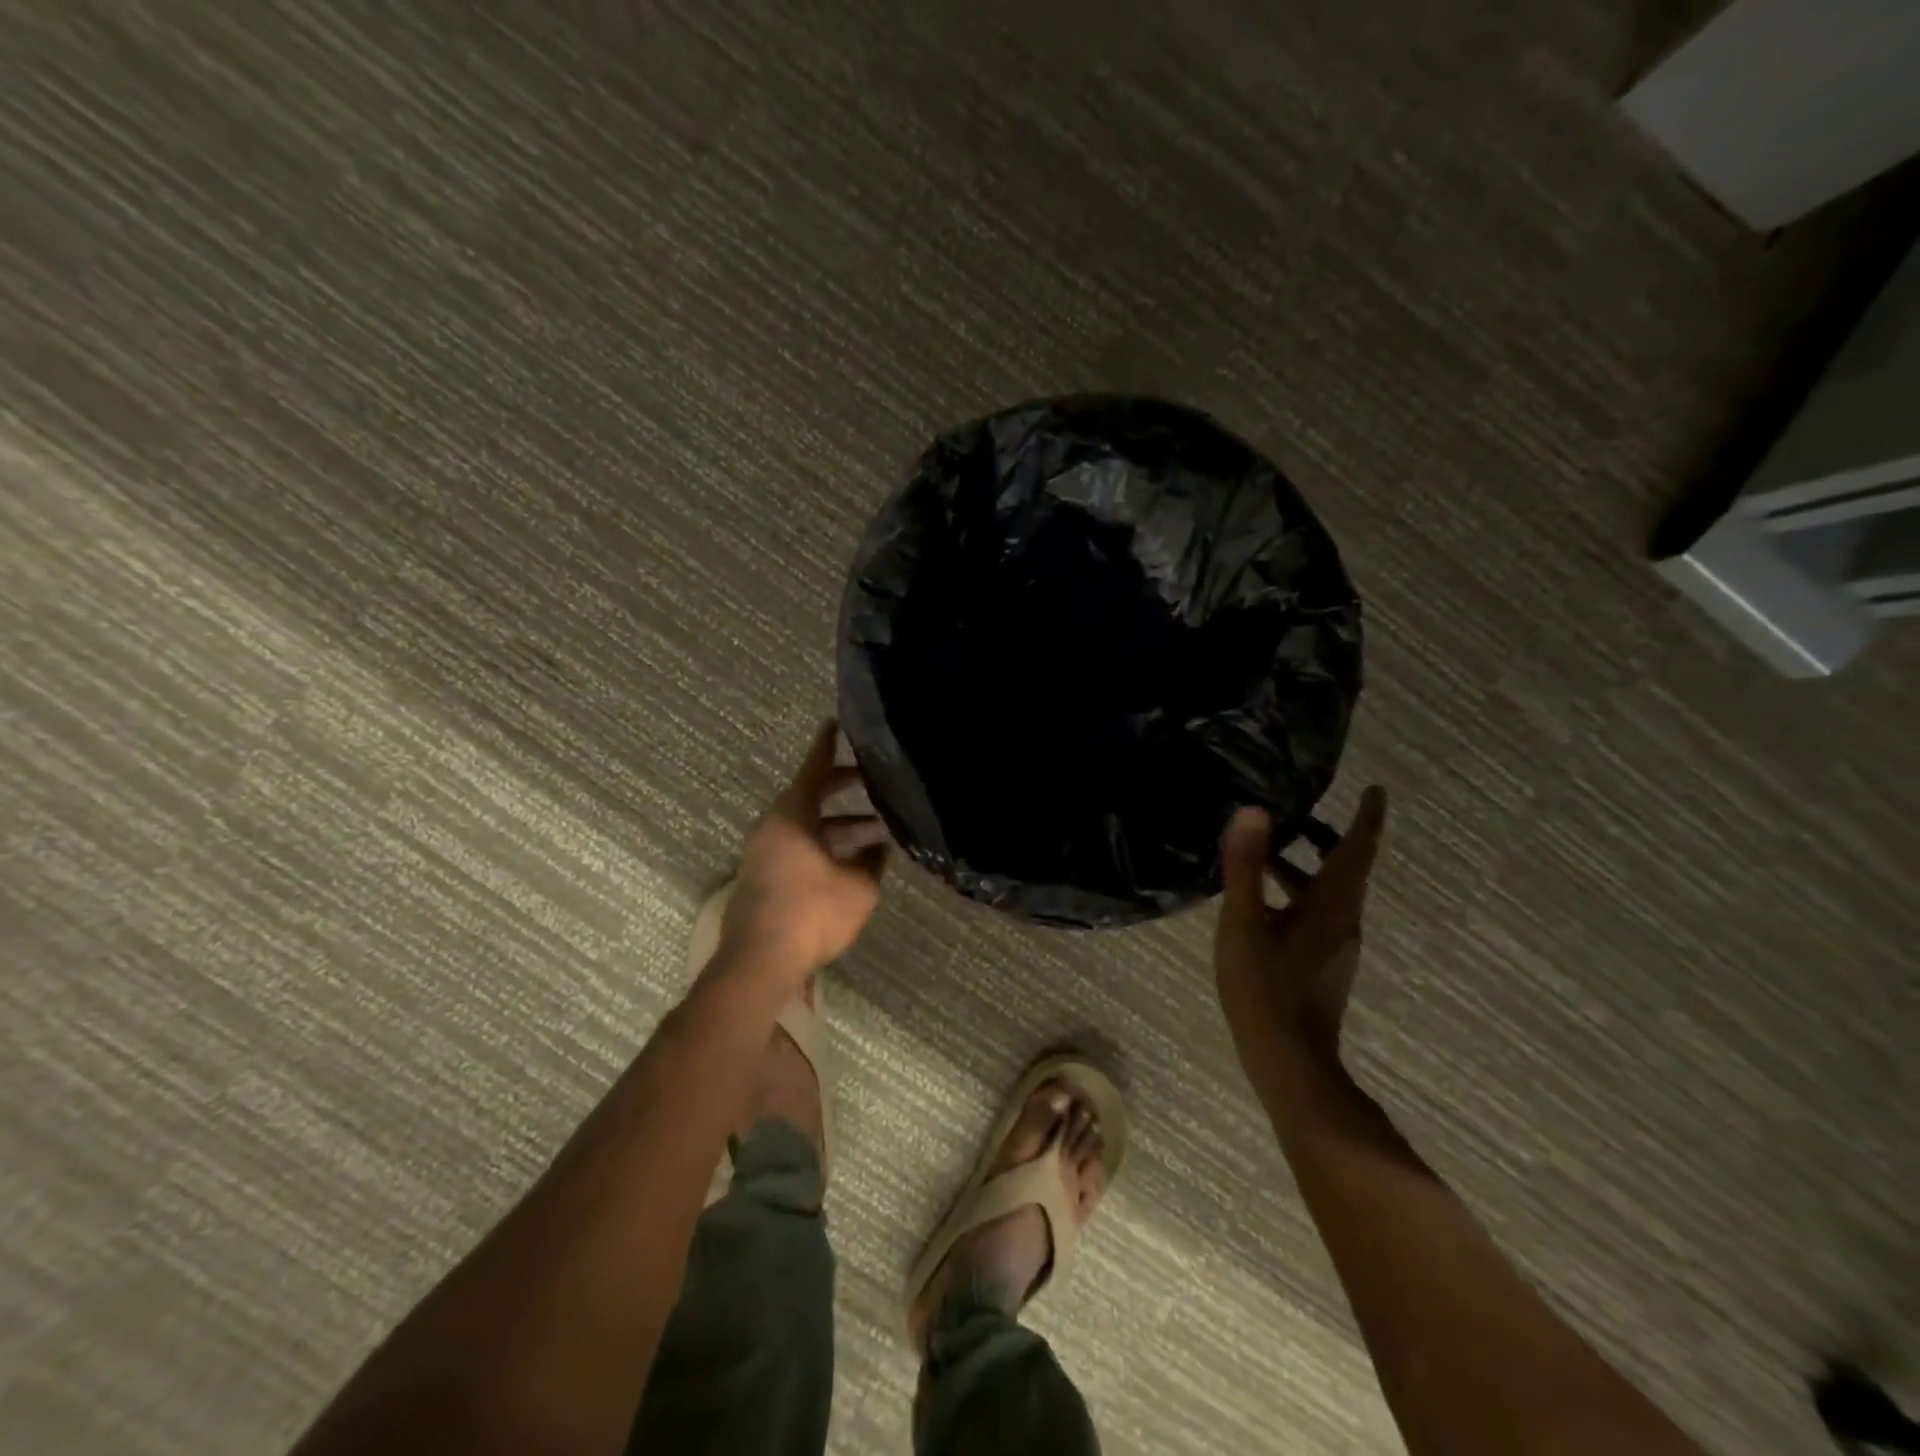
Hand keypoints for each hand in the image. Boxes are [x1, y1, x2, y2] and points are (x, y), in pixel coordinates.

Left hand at [714, 721, 888, 991]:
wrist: (758, 962)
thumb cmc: (811, 914)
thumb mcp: (857, 888)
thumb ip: (871, 862)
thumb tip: (878, 845)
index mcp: (792, 815)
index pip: (813, 769)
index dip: (826, 746)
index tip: (833, 724)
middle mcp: (773, 826)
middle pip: (809, 795)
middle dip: (841, 787)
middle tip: (870, 782)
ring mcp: (763, 852)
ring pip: (805, 825)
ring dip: (837, 825)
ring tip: (874, 832)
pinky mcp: (762, 877)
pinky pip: (797, 846)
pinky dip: (823, 844)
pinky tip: (849, 862)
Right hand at [1214, 787, 1387, 1088]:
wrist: (1288, 1062)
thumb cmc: (1265, 988)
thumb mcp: (1244, 923)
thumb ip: (1245, 867)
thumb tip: (1253, 811)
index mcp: (1332, 906)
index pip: (1358, 850)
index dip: (1368, 818)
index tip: (1376, 790)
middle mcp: (1343, 921)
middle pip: (1345, 869)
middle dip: (1326, 838)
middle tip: (1296, 815)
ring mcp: (1334, 946)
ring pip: (1327, 894)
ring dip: (1303, 867)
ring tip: (1264, 854)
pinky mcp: (1321, 965)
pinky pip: (1314, 914)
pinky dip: (1295, 894)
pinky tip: (1259, 904)